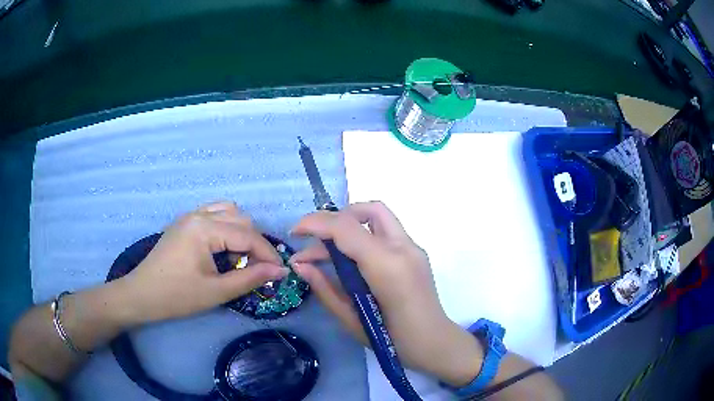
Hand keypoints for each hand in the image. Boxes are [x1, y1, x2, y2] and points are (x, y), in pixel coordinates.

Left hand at [118, 201, 287, 323]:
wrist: (141, 295)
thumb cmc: (177, 296)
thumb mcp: (216, 291)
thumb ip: (250, 278)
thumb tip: (280, 271)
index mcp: (205, 228)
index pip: (247, 235)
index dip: (268, 254)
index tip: (280, 273)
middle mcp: (198, 214)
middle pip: (241, 219)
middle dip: (256, 243)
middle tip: (260, 269)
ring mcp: (189, 216)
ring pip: (228, 212)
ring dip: (242, 231)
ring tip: (243, 257)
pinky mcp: (184, 223)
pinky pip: (213, 214)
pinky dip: (226, 226)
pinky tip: (224, 246)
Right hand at [290, 201, 483, 385]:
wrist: (434, 344)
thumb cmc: (391, 340)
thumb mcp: (351, 319)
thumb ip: (324, 288)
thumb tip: (299, 265)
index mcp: (386, 266)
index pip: (346, 228)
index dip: (315, 223)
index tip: (294, 233)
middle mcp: (403, 247)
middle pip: (366, 210)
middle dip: (333, 219)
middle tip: (311, 241)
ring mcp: (413, 248)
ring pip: (377, 217)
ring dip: (348, 226)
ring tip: (322, 254)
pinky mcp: (415, 253)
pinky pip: (384, 232)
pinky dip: (362, 236)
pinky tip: (348, 259)